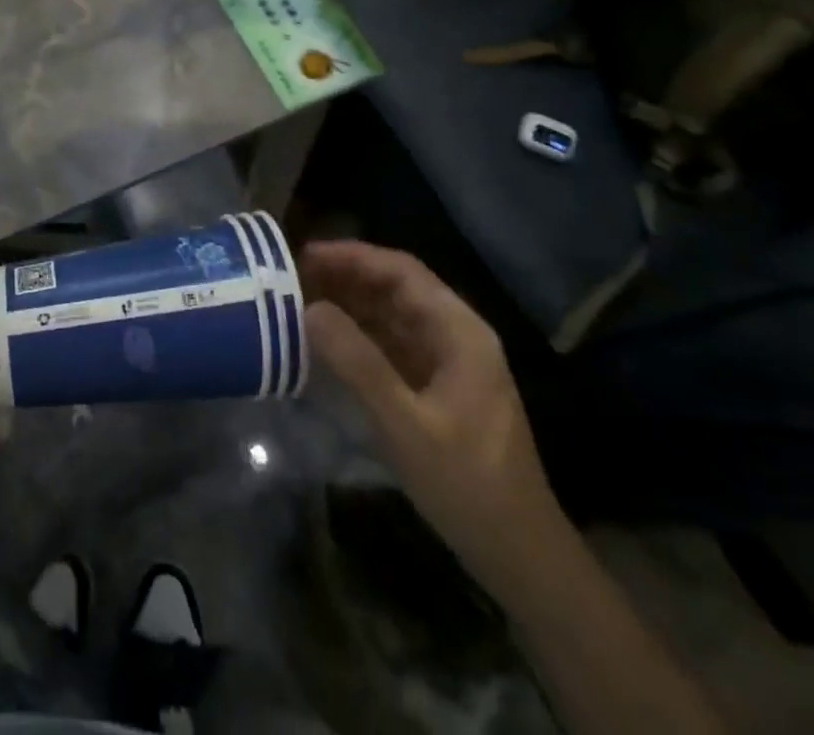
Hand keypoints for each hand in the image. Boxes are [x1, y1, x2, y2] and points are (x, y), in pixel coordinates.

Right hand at [302, 241, 565, 595]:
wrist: (520, 557)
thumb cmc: (468, 485)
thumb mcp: (407, 425)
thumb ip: (358, 364)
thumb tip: (310, 309)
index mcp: (460, 331)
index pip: (402, 271)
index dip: (353, 256)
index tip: (304, 255)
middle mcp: (455, 335)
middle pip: (395, 288)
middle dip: (346, 277)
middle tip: (293, 278)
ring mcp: (447, 363)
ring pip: (391, 315)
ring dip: (349, 305)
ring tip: (300, 302)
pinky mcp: (436, 388)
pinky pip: (391, 345)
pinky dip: (358, 336)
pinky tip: (326, 343)